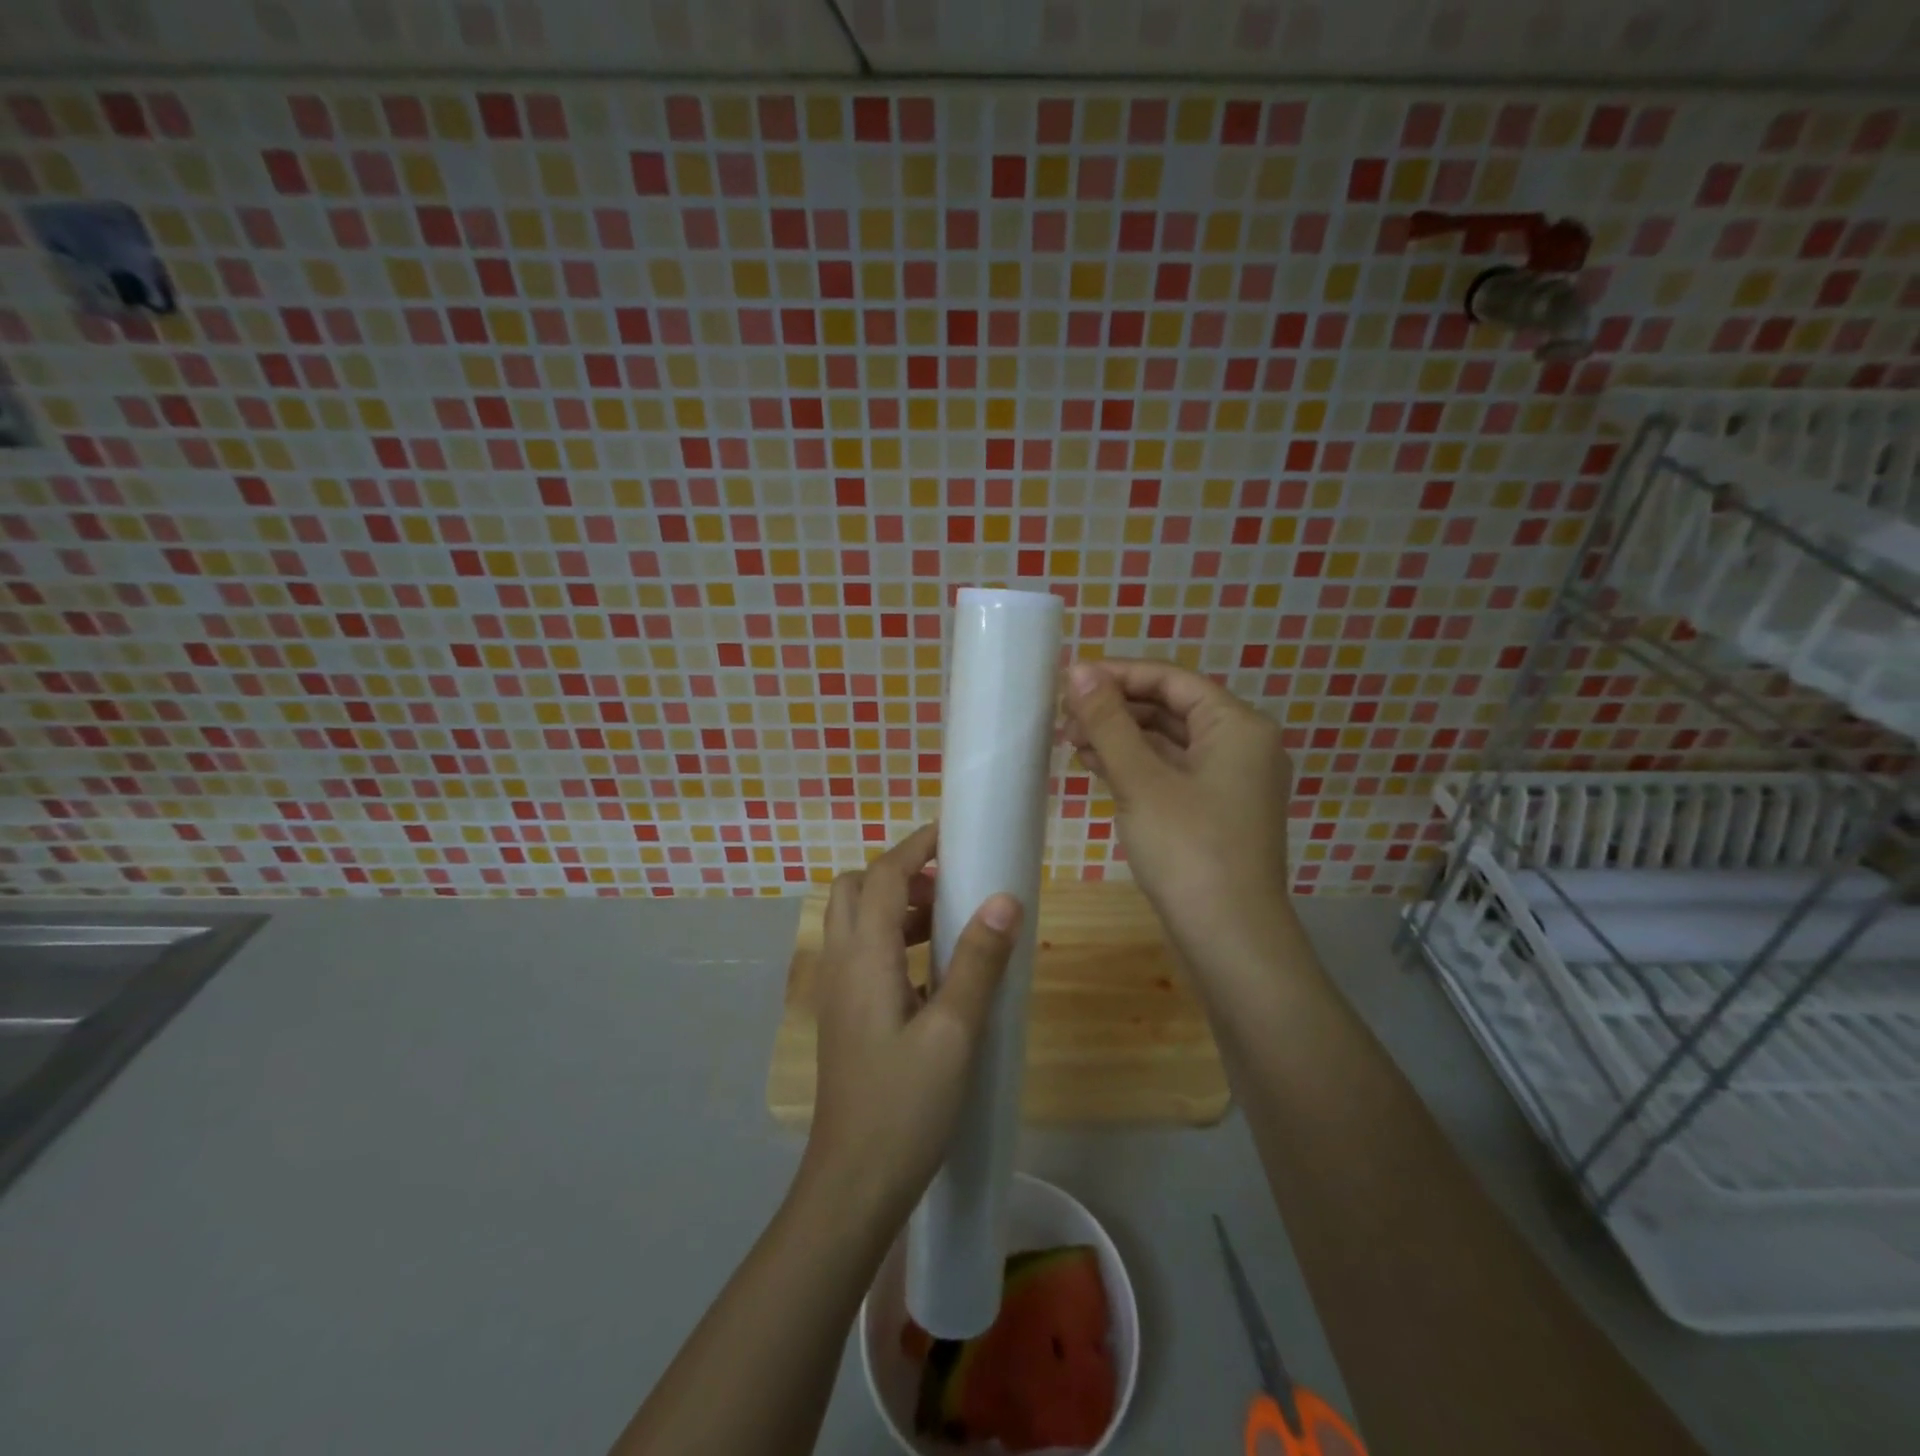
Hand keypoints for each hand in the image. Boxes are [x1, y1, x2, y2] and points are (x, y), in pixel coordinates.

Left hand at [803, 823, 1021, 1222]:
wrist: (853, 1185)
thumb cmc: (905, 1108)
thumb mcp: (954, 1032)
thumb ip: (977, 962)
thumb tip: (1004, 899)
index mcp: (864, 958)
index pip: (881, 876)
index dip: (914, 846)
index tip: (951, 832)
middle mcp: (842, 964)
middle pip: (855, 890)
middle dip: (898, 872)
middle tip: (947, 882)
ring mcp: (839, 993)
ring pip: (856, 922)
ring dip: (894, 906)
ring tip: (945, 919)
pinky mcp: (847, 1017)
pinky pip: (863, 954)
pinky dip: (892, 940)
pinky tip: (932, 971)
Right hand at [1061, 658, 1295, 976]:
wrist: (1230, 939)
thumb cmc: (1189, 850)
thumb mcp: (1142, 780)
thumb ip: (1109, 722)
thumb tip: (1079, 670)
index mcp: (1237, 726)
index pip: (1172, 680)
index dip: (1119, 674)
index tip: (1070, 680)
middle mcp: (1241, 746)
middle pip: (1171, 708)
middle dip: (1117, 709)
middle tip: (1064, 716)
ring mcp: (1229, 782)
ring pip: (1168, 742)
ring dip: (1121, 738)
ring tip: (1071, 740)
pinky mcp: (1214, 811)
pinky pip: (1171, 772)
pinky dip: (1135, 766)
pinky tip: (1096, 766)